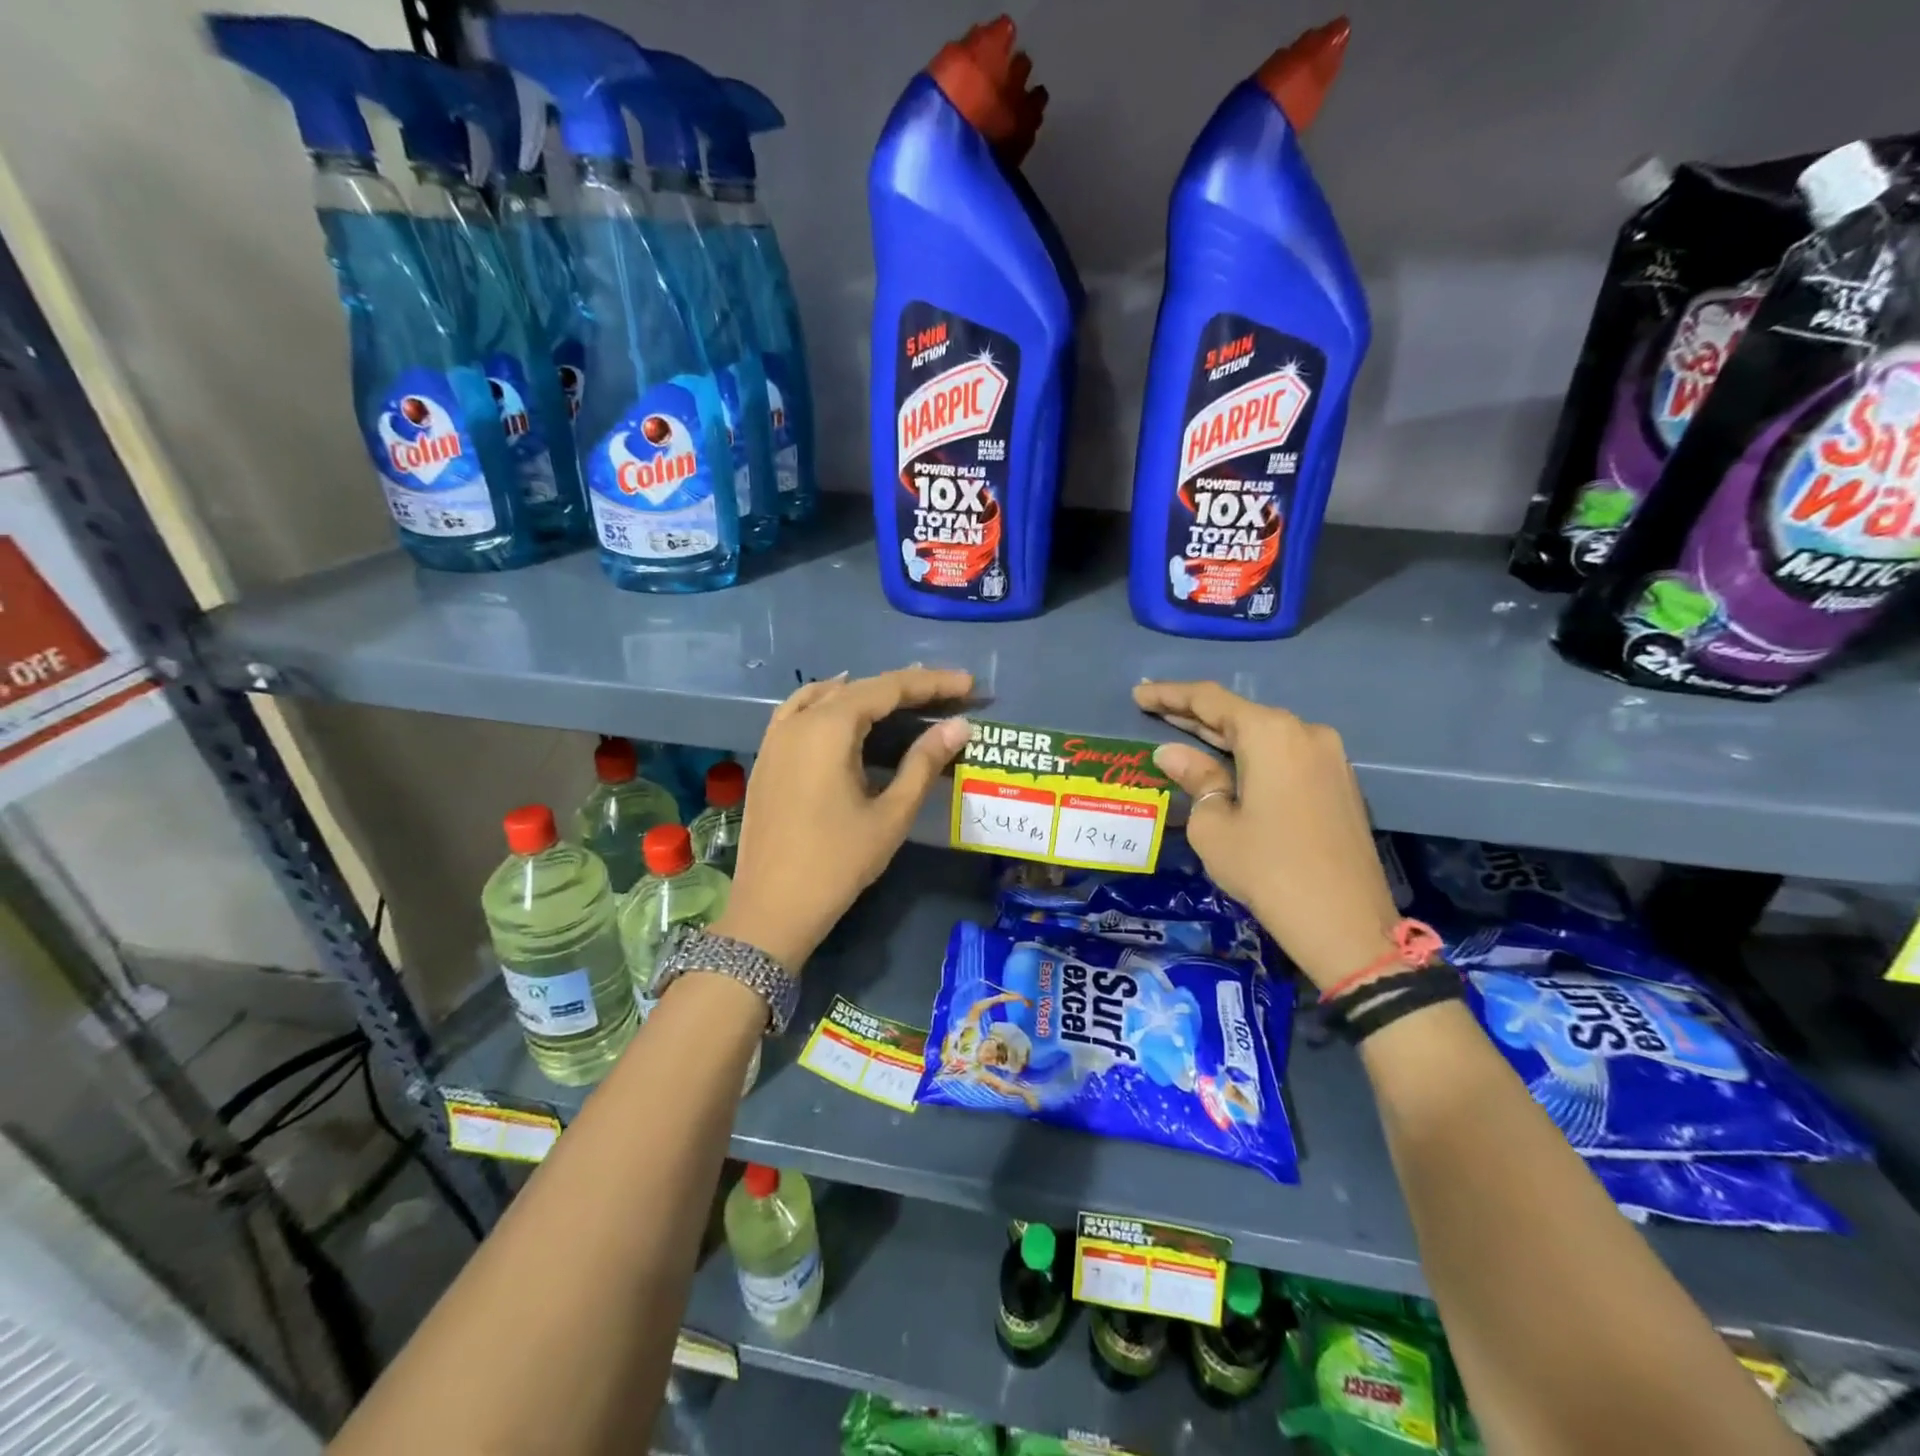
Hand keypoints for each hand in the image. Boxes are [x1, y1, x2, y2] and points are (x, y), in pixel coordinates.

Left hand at [715, 667, 972, 969]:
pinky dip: (828, 703)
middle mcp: (799, 721)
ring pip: (826, 696)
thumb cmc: (837, 863)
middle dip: (904, 687)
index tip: (968, 683)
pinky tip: (844, 713)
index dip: (931, 683)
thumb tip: (959, 726)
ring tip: (903, 699)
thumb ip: (924, 763)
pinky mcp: (766, 758)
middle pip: (858, 688)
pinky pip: (799, 712)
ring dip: (866, 692)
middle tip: (947, 692)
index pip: (888, 689)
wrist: (771, 909)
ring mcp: (776, 738)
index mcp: (829, 729)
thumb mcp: (891, 815)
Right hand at [1133, 680, 1399, 992]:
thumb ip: (1195, 778)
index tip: (1138, 694)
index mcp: (1271, 734)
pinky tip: (1226, 762)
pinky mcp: (1338, 783)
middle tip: (1153, 708)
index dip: (1169, 695)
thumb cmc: (1267, 869)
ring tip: (1182, 732)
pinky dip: (1250, 754)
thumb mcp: (1213, 825)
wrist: (1345, 922)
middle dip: (1193, 713)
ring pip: (1264, 734)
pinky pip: (1284, 755)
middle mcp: (1305, 732)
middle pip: (1239, 714)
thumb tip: (1172, 753)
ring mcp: (1329, 757)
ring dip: (1223, 735)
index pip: (1210, 700)